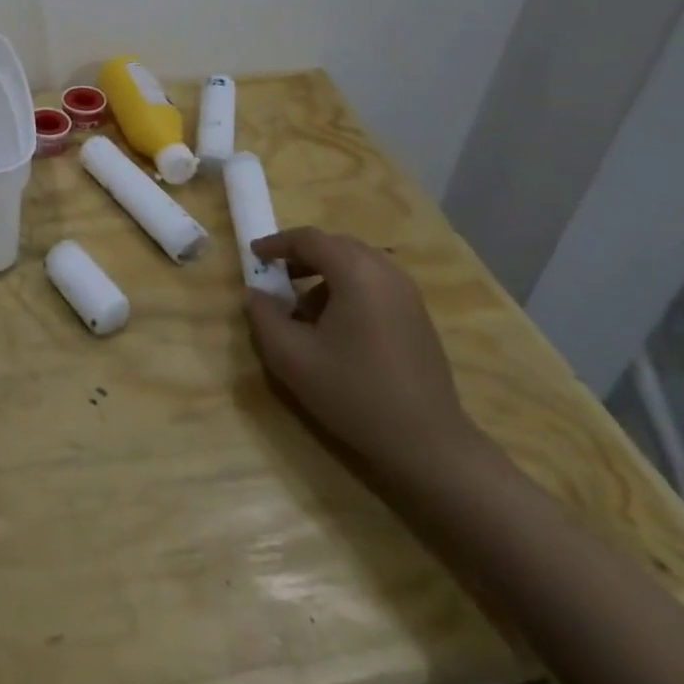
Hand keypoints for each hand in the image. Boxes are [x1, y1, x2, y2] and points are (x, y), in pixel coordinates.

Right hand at [244, 227, 485, 480]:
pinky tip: (336, 328)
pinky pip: (374, 284)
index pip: (309, 239)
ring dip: (325, 275)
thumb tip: (256, 295)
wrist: (429, 444)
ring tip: (304, 311)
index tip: (254, 256)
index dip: (276, 243)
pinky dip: (348, 289)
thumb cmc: (354, 393)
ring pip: (356, 265)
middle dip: (301, 256)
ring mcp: (407, 293)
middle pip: (335, 246)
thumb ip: (263, 317)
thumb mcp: (291, 358)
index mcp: (356, 272)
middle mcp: (385, 272)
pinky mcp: (418, 316)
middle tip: (277, 278)